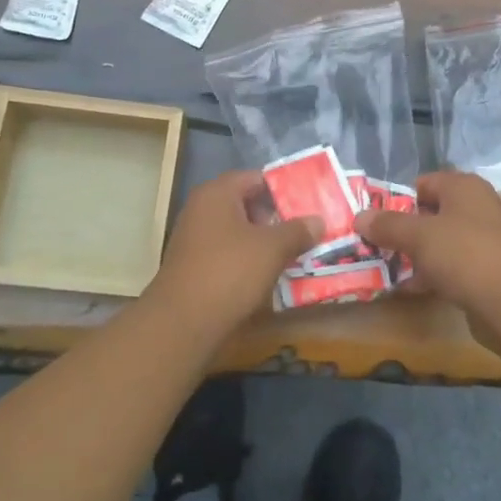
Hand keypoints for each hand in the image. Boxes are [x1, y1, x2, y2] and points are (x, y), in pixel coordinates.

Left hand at [147, 170, 319, 333]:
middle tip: (303, 229)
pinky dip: (246, 259)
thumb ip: (297, 230)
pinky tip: (266, 274)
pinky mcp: (192, 265)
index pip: (255, 178)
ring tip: (292, 253)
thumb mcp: (273, 248)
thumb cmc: (230, 271)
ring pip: (236, 231)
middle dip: (274, 216)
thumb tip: (318, 220)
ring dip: (262, 240)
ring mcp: (193, 238)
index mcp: (217, 193)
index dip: (282, 189)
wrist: (183, 322)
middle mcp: (200, 209)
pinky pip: (226, 252)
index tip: (307, 203)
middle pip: (245, 203)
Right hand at [355, 170, 500, 325]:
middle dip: (401, 231)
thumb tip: (359, 217)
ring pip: (438, 243)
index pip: (422, 183)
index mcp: (463, 187)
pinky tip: (407, 290)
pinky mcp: (486, 272)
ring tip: (383, 270)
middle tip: (373, 246)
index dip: (396, 200)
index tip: (373, 221)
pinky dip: (429, 276)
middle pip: (429, 214)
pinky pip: (450, 268)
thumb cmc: (465, 255)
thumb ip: (387, 225)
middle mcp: (476, 208)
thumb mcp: (419, 236)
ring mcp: (483, 241)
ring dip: (413, 256)